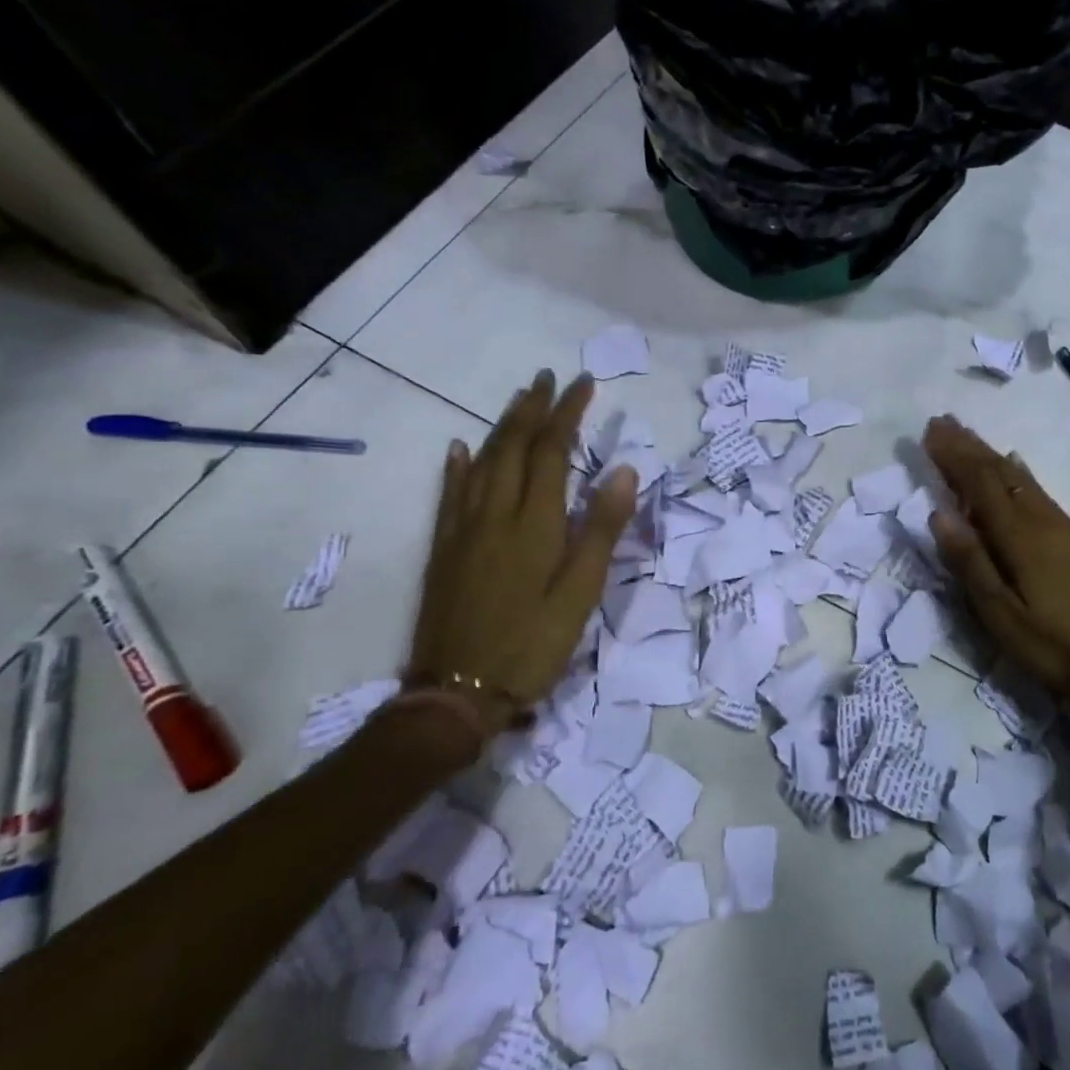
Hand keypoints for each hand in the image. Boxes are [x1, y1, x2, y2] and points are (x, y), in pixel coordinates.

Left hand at [403, 371, 637, 743]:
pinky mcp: (445, 549)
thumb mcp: (582, 592)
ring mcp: (464, 529)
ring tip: (518, 400)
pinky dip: (458, 465)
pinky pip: (451, 493)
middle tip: (548, 378)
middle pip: (514, 447)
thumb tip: (624, 470)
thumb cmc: (533, 644)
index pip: (553, 452)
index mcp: (535, 523)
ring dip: (502, 427)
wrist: (457, 691)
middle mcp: (496, 514)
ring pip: (483, 463)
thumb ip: (602, 529)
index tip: (583, 384)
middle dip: (533, 409)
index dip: (567, 414)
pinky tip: (461, 448)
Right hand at [922, 415, 1069, 729]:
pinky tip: (1018, 468)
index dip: (955, 456)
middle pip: (1002, 474)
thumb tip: (938, 513)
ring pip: (1023, 480)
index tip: (931, 431)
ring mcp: (1066, 529)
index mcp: (1021, 537)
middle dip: (971, 446)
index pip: (980, 484)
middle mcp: (1044, 522)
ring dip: (993, 456)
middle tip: (943, 422)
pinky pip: (1041, 493)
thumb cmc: (1054, 649)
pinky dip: (1020, 474)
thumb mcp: (1001, 616)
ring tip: (970, 437)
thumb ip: (970, 563)